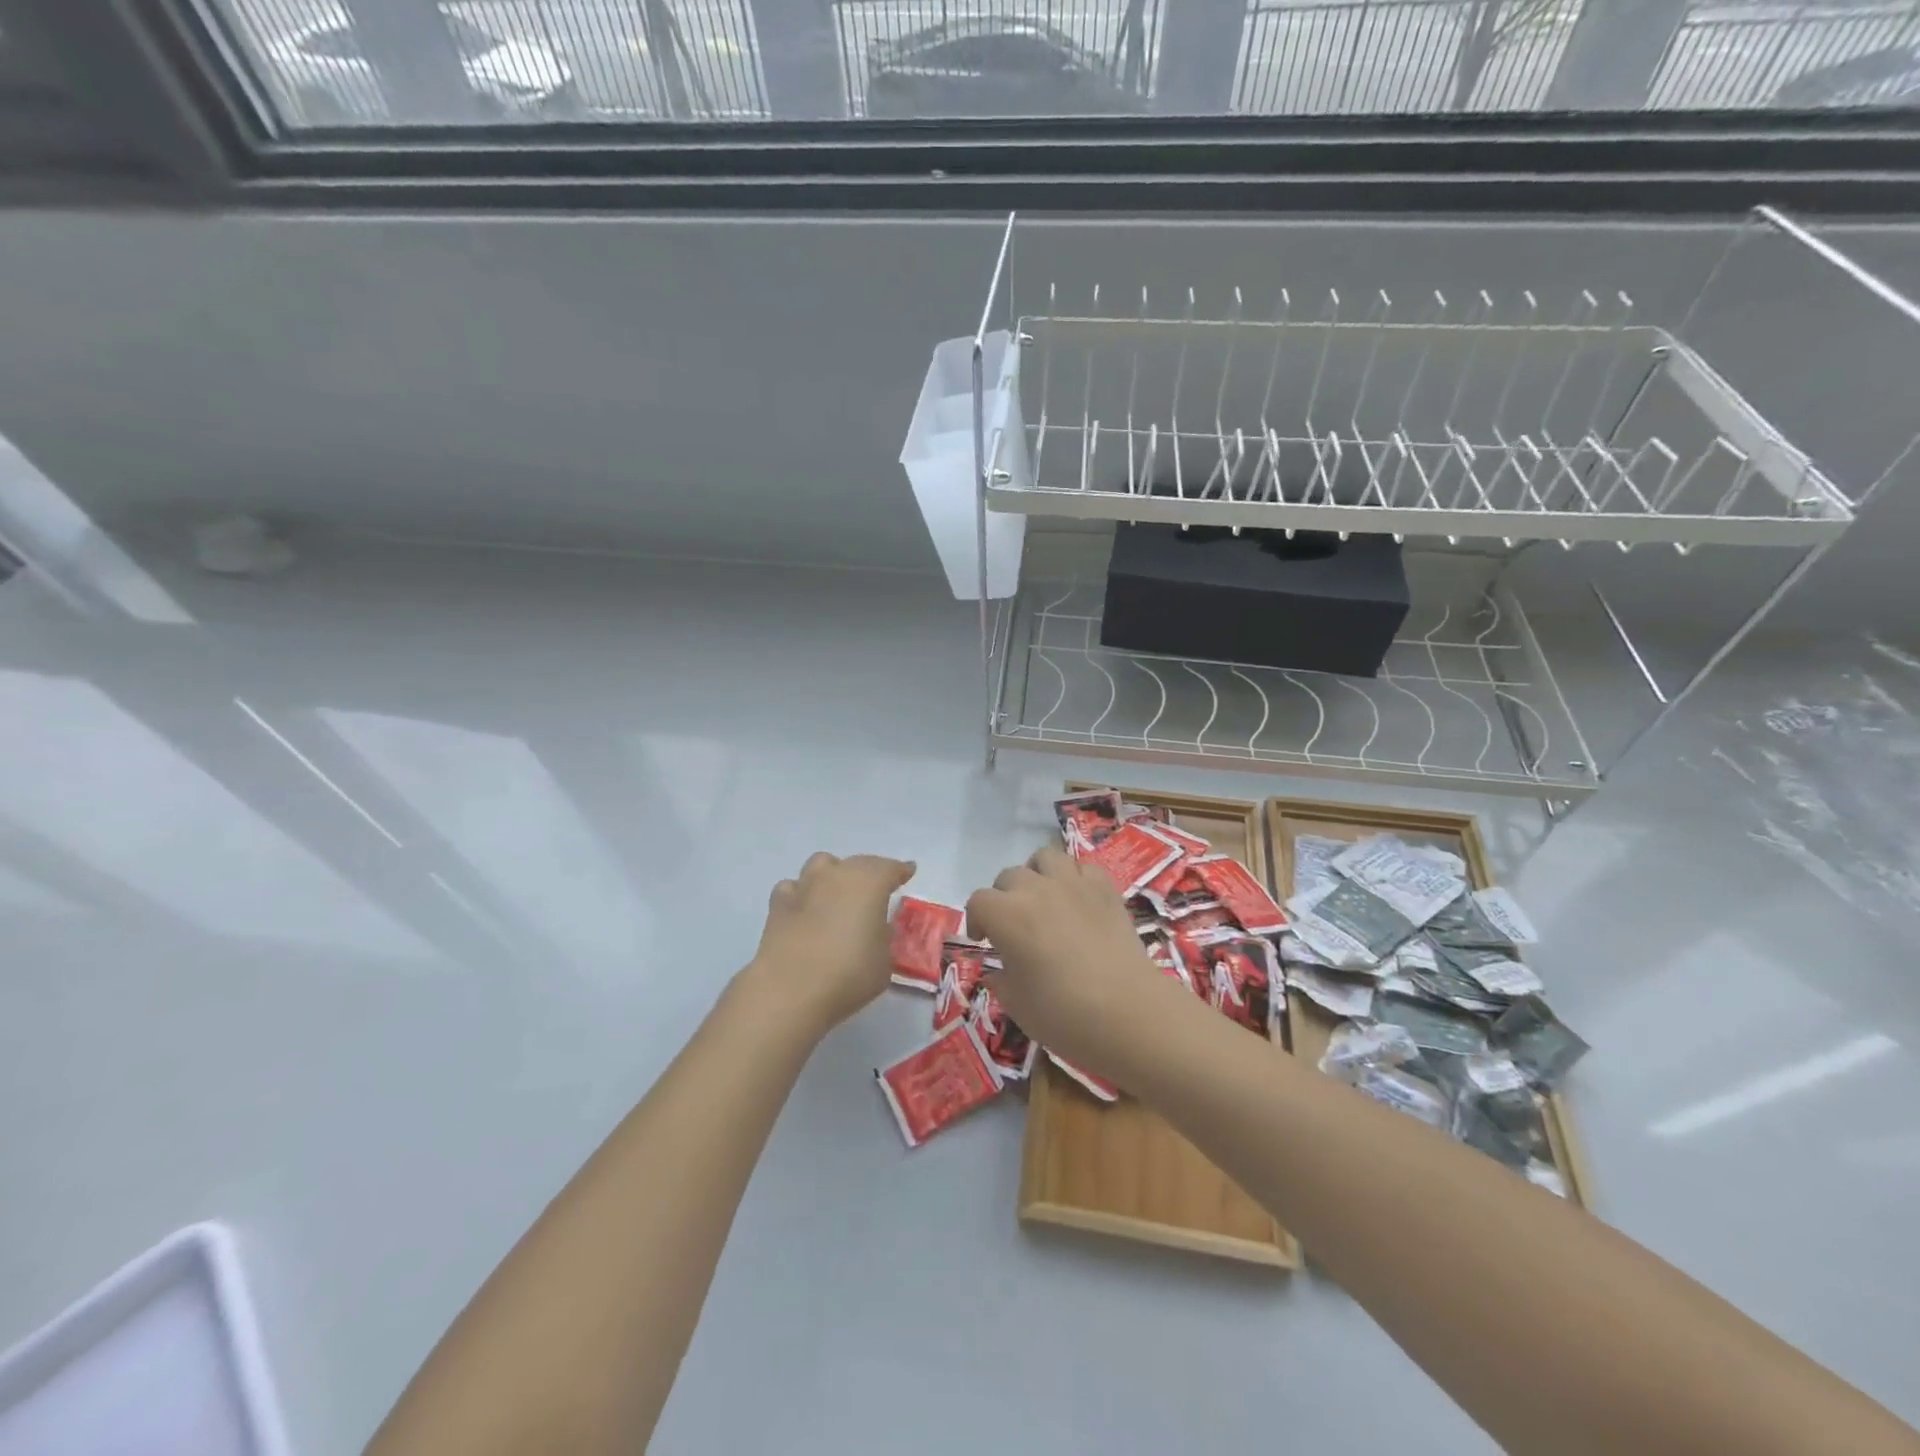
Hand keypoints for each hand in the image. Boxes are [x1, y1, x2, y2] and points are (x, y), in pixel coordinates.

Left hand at [745, 852, 915, 1036]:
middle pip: (857, 862)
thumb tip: (877, 928)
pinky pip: (794, 887)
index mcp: (869, 883)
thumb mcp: (884, 961)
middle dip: (869, 872)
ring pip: (821, 865)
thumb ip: (883, 938)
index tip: (908, 872)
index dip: (900, 870)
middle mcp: (837, 875)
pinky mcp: (777, 905)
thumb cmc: (849, 974)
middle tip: (876, 889)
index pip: (890, 868)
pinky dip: (802, 893)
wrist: (790, 990)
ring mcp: (804, 886)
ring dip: (833, 874)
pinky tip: (805, 909)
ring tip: (837, 894)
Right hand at [965, 846, 1176, 1072]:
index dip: (976, 919)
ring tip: (1044, 899)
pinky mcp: (1106, 889)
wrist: (1128, 1012)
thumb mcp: (1017, 1005)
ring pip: (1046, 857)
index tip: (984, 940)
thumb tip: (998, 972)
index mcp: (1007, 915)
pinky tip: (1078, 900)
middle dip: (1005, 897)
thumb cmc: (1064, 1014)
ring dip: (1038, 874)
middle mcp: (1036, 889)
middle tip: (1014, 925)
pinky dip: (1076, 878)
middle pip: (1009, 876)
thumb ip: (1001, 981)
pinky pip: (1084, 867)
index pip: (978, 902)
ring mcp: (1074, 884)